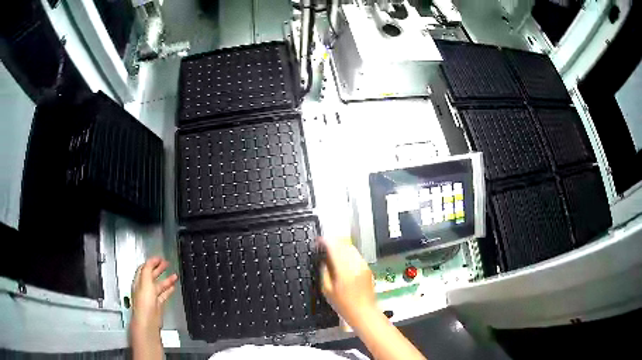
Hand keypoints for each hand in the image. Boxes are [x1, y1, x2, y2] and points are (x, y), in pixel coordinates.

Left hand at [131, 257, 177, 334]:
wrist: (148, 320)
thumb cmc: (144, 302)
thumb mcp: (145, 281)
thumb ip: (148, 269)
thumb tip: (152, 261)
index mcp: (139, 281)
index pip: (144, 268)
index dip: (152, 262)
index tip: (160, 258)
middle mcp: (144, 288)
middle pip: (151, 275)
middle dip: (159, 268)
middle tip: (167, 263)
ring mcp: (151, 296)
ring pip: (159, 285)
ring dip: (166, 279)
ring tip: (175, 275)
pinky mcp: (158, 304)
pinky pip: (164, 294)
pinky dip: (168, 290)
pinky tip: (173, 287)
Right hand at [320, 237, 377, 327]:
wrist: (364, 312)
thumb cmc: (343, 305)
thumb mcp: (327, 290)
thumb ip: (324, 272)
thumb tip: (323, 260)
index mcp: (344, 270)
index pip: (334, 248)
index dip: (325, 242)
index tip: (318, 241)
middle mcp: (355, 264)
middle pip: (343, 245)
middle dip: (333, 242)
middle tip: (323, 245)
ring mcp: (363, 265)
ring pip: (351, 248)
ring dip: (341, 246)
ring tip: (332, 250)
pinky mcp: (367, 268)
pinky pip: (356, 255)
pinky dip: (348, 253)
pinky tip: (342, 258)